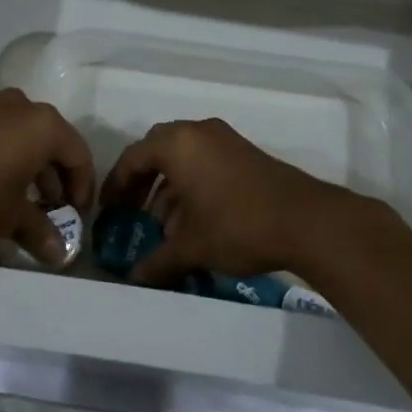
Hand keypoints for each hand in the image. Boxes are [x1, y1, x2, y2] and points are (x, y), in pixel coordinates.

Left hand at [0, 90, 95, 264]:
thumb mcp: (8, 217)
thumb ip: (38, 231)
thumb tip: (60, 253)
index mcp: (43, 125)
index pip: (78, 154)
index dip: (82, 187)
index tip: (77, 215)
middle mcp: (21, 106)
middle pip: (51, 141)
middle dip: (53, 178)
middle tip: (49, 210)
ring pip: (21, 135)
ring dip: (27, 166)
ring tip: (18, 200)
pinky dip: (2, 155)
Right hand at [100, 118, 363, 287]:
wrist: (304, 219)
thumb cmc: (237, 225)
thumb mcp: (192, 247)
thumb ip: (158, 261)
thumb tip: (134, 279)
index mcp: (177, 144)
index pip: (133, 157)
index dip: (116, 185)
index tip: (107, 210)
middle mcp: (197, 132)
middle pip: (156, 150)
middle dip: (141, 181)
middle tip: (130, 211)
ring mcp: (223, 139)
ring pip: (182, 156)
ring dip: (167, 185)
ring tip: (163, 225)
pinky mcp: (243, 152)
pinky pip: (204, 160)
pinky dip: (191, 183)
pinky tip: (192, 219)